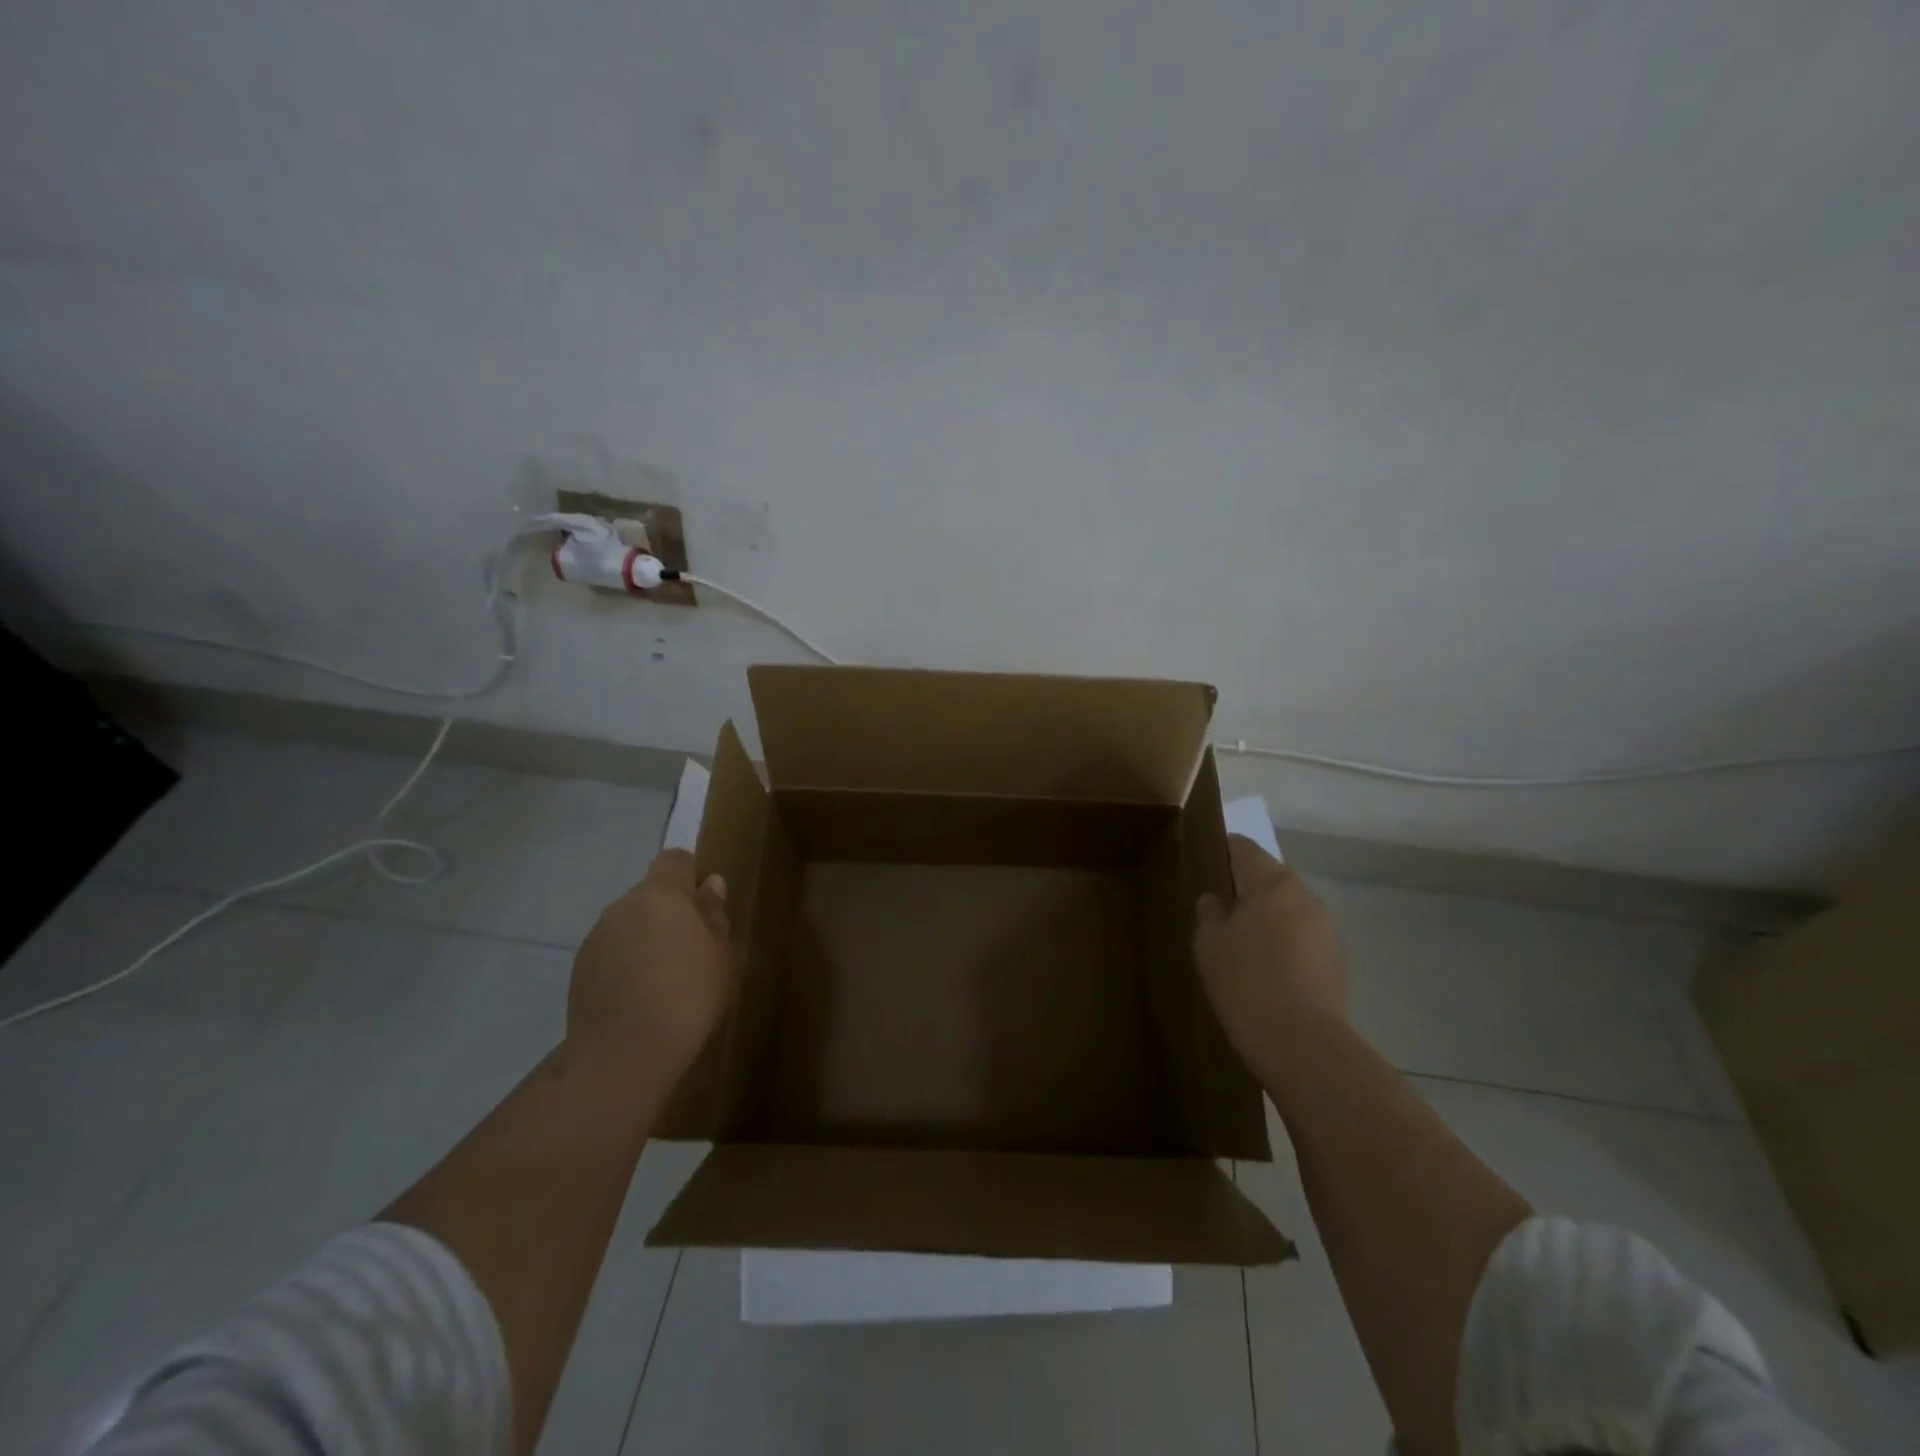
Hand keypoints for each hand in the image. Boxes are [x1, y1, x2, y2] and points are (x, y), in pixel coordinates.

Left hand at [568, 849, 733, 1082]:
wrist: (624, 1055)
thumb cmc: (688, 995)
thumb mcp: (720, 955)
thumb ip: (713, 916)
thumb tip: (709, 885)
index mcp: (661, 895)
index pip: (674, 859)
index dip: (689, 875)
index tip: (704, 905)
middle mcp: (622, 906)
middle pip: (650, 894)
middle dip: (668, 913)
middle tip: (691, 949)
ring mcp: (596, 938)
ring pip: (628, 924)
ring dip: (645, 939)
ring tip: (664, 980)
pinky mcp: (579, 970)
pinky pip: (611, 953)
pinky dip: (625, 964)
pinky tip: (640, 998)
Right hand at [1194, 836, 1346, 1071]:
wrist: (1302, 1044)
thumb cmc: (1245, 982)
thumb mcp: (1209, 943)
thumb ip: (1210, 912)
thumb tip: (1216, 900)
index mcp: (1273, 882)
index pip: (1243, 848)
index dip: (1221, 852)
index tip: (1204, 866)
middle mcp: (1306, 895)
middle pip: (1270, 878)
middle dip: (1246, 890)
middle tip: (1220, 914)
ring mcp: (1328, 928)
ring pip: (1289, 909)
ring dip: (1268, 918)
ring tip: (1244, 947)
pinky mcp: (1338, 959)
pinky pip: (1303, 936)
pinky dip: (1285, 943)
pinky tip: (1268, 971)